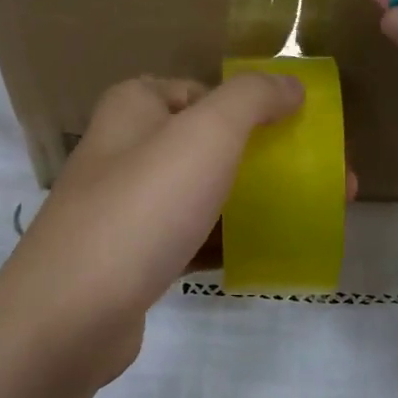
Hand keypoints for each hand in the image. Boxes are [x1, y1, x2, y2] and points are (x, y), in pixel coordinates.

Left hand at [0, 72, 313, 381]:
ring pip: (202, 195)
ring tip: (309, 217)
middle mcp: (124, 152)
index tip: (296, 128)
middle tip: (324, 181)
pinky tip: (263, 256)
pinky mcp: (132, 259)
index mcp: (133, 108)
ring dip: (252, 204)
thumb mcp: (206, 134)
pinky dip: (224, 243)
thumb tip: (290, 85)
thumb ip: (252, 99)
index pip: (200, 90)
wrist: (73, 312)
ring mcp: (125, 209)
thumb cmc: (142, 207)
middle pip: (207, 145)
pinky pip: (189, 240)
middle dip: (266, 160)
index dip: (250, 104)